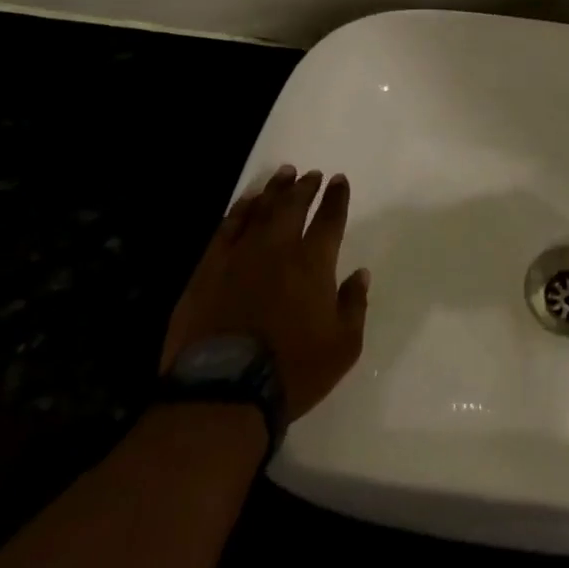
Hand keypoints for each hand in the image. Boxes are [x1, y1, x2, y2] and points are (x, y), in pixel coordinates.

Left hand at [161, 165, 369, 420]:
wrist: (223, 393)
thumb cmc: (292, 371)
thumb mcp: (343, 346)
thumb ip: (354, 305)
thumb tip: (361, 274)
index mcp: (314, 263)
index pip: (329, 219)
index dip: (336, 198)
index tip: (339, 180)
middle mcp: (278, 249)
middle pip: (293, 206)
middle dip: (305, 187)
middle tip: (312, 174)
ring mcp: (239, 256)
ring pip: (260, 210)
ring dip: (275, 190)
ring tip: (284, 174)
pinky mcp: (208, 270)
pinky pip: (227, 229)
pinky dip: (240, 210)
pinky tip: (246, 202)